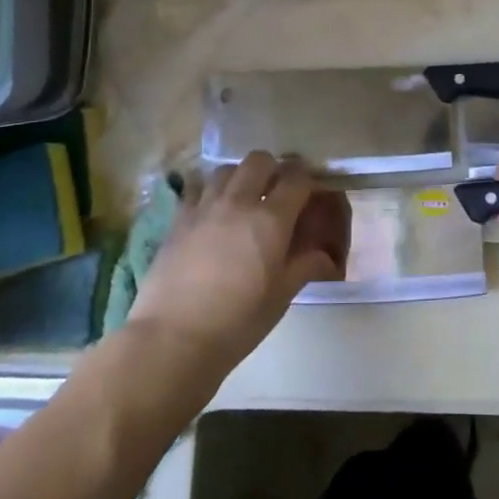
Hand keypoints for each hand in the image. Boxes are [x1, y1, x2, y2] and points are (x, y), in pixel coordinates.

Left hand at [128, 153, 349, 374]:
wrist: (173, 338)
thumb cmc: (237, 322)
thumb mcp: (280, 298)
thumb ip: (304, 267)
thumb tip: (325, 256)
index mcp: (271, 220)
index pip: (296, 178)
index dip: (306, 178)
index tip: (309, 190)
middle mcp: (238, 202)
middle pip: (259, 160)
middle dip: (273, 169)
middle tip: (276, 191)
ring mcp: (204, 207)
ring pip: (226, 169)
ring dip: (240, 176)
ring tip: (243, 198)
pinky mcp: (177, 219)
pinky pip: (196, 188)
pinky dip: (209, 191)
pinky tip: (211, 211)